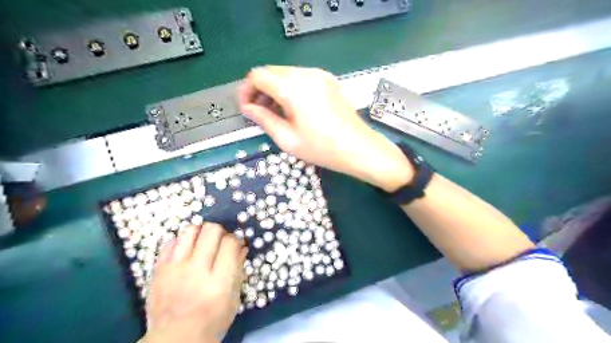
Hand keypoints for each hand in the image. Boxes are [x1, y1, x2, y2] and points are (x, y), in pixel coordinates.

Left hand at [142, 224, 246, 341]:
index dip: (235, 239)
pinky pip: (170, 242)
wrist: (175, 340)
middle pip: (211, 231)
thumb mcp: (234, 299)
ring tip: (202, 241)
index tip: (235, 244)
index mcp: (220, 281)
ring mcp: (175, 269)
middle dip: (220, 231)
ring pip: (190, 231)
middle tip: (219, 240)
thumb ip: (238, 270)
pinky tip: (186, 250)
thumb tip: (242, 247)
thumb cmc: (212, 321)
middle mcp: (197, 270)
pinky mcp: (159, 270)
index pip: (230, 243)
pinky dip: (181, 242)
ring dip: (200, 232)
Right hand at [238, 65, 414, 190]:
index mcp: (293, 88)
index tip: (246, 109)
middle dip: (260, 90)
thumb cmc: (323, 148)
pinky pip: (301, 78)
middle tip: (259, 113)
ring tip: (275, 113)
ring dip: (274, 89)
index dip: (246, 90)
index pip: (258, 75)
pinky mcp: (328, 80)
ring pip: (285, 74)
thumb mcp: (287, 139)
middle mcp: (306, 74)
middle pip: (271, 71)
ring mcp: (320, 75)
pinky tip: (293, 108)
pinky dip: (290, 88)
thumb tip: (248, 108)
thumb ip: (263, 119)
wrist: (359, 148)